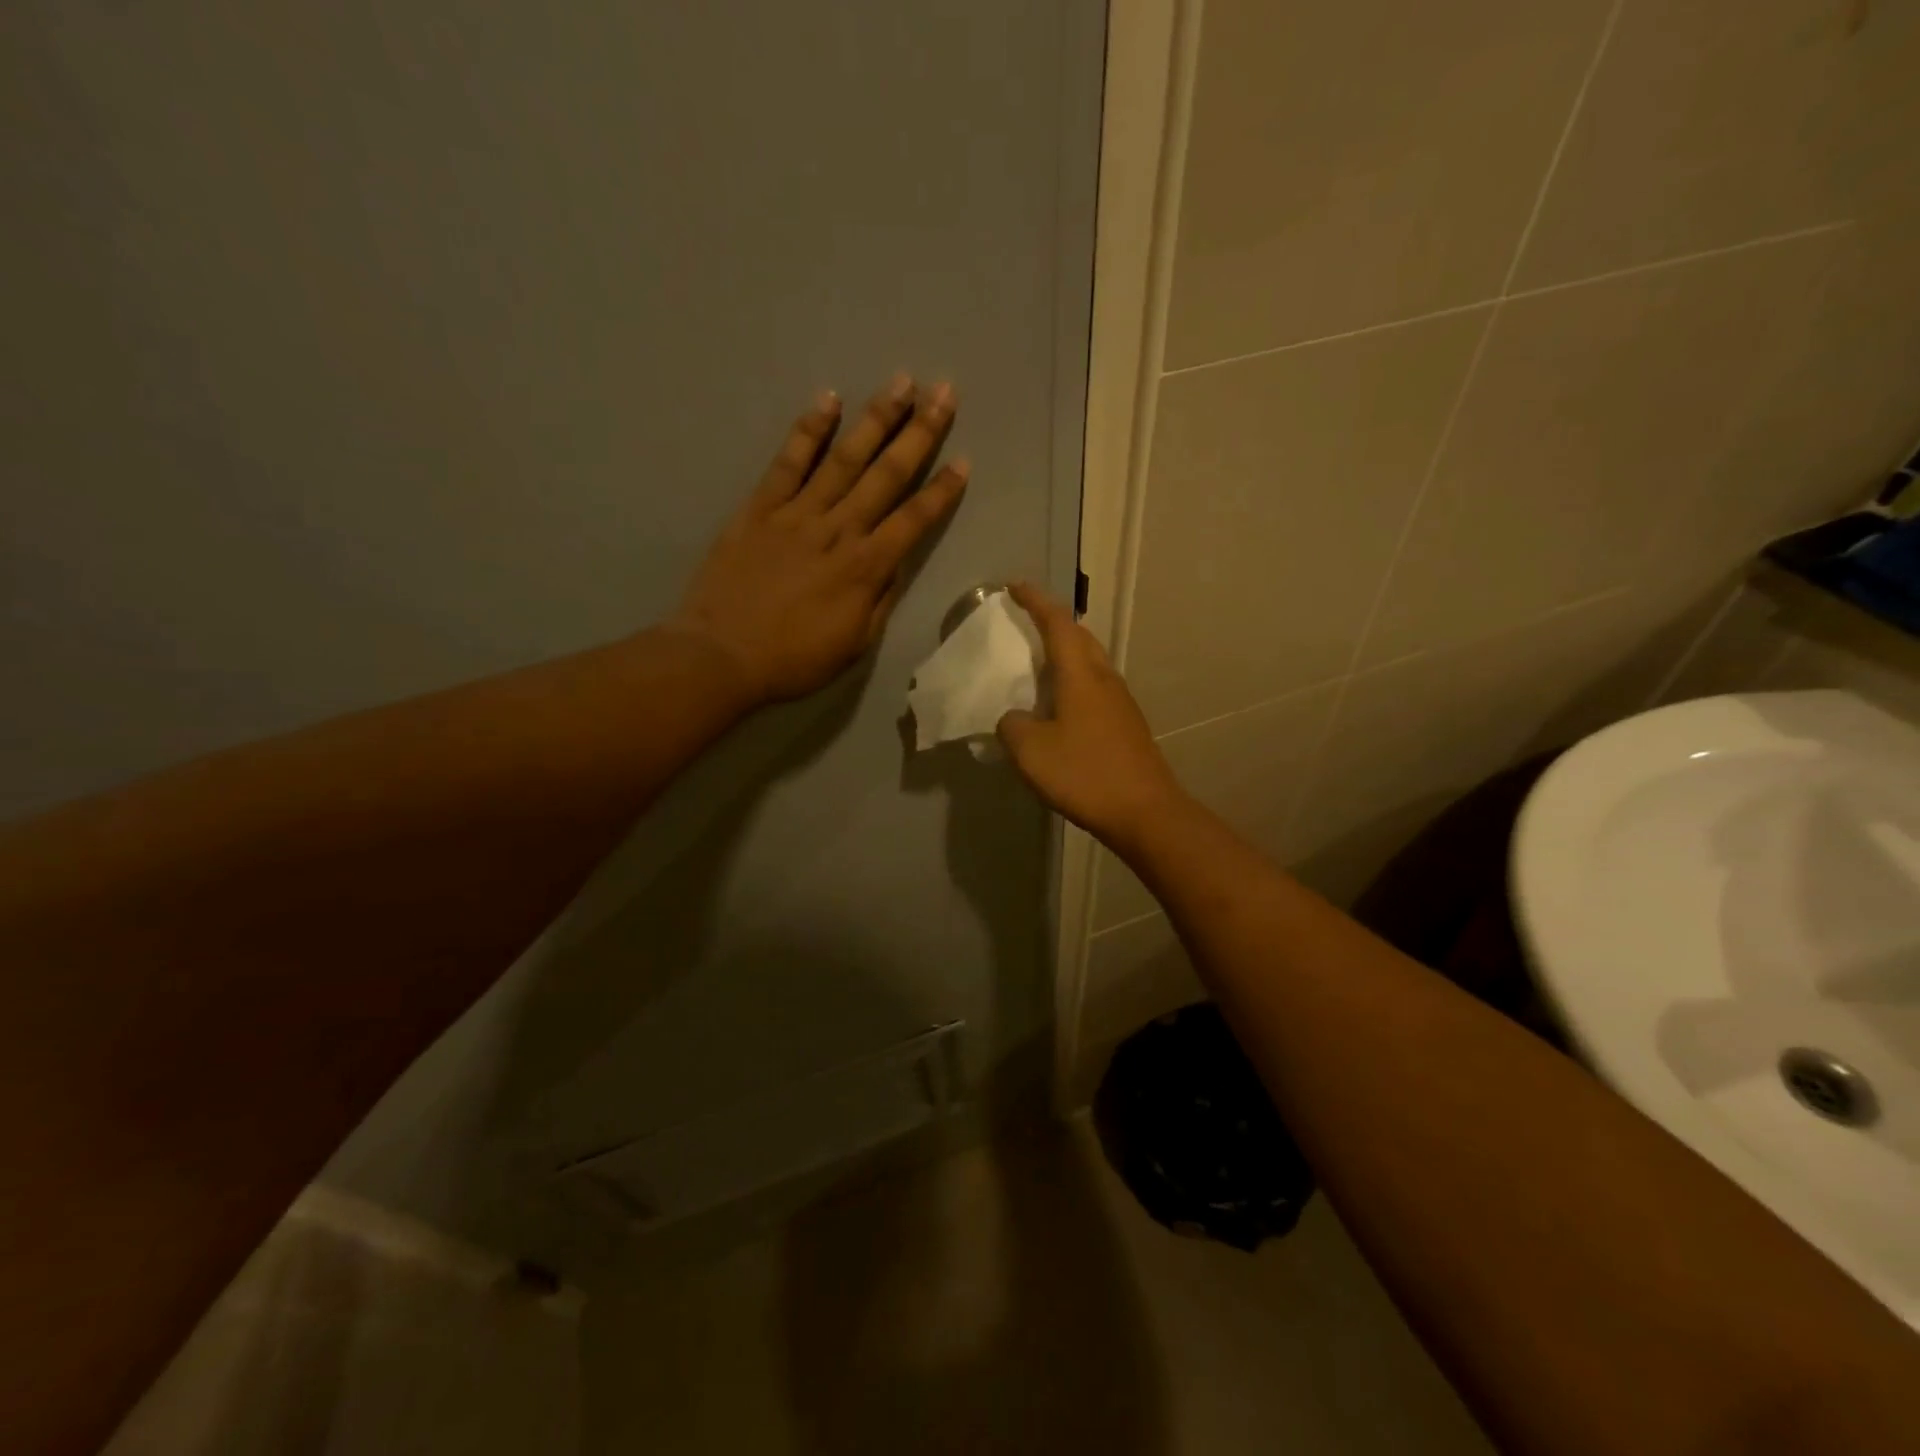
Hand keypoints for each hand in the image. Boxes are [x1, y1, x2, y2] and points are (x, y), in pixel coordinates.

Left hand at [672, 374, 968, 705]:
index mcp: (865, 568)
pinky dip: (809, 431)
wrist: (721, 656)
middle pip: (886, 475)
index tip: (964, 460)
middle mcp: (838, 530)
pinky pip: (788, 462)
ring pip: (844, 459)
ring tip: (901, 382)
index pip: (914, 520)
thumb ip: (879, 600)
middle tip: (944, 392)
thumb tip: (895, 563)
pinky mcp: (760, 508)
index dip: (941, 490)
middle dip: (919, 433)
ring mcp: (797, 514)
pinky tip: (828, 401)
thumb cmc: (793, 660)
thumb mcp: (853, 643)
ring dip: (875, 419)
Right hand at [995, 583, 1187, 847]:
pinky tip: (1059, 705)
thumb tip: (1014, 718)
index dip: (1035, 601)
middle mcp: (1104, 678)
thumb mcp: (1030, 750)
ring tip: (1038, 662)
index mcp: (1081, 674)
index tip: (1015, 586)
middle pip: (1080, 636)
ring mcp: (1120, 701)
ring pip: (1090, 662)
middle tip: (1026, 621)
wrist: (1144, 812)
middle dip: (1053, 622)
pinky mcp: (1126, 724)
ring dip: (1065, 652)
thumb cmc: (1084, 773)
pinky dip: (1073, 681)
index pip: (1057, 623)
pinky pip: (1095, 687)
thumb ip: (1012, 725)